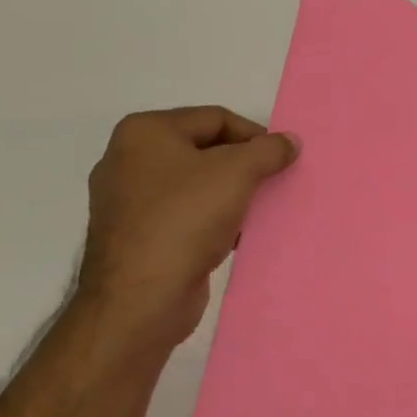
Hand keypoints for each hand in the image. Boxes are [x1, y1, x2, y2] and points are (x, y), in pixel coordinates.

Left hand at [76, 106, 297, 355]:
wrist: (140, 298)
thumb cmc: (186, 219)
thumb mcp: (238, 172)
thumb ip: (269, 150)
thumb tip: (289, 141)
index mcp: (144, 132)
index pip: (215, 118)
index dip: (255, 135)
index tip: (281, 160)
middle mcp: (128, 159)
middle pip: (204, 149)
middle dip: (243, 165)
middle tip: (272, 183)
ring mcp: (127, 200)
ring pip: (196, 183)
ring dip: (230, 194)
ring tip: (257, 210)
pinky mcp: (134, 235)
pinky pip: (184, 214)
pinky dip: (212, 218)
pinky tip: (234, 235)